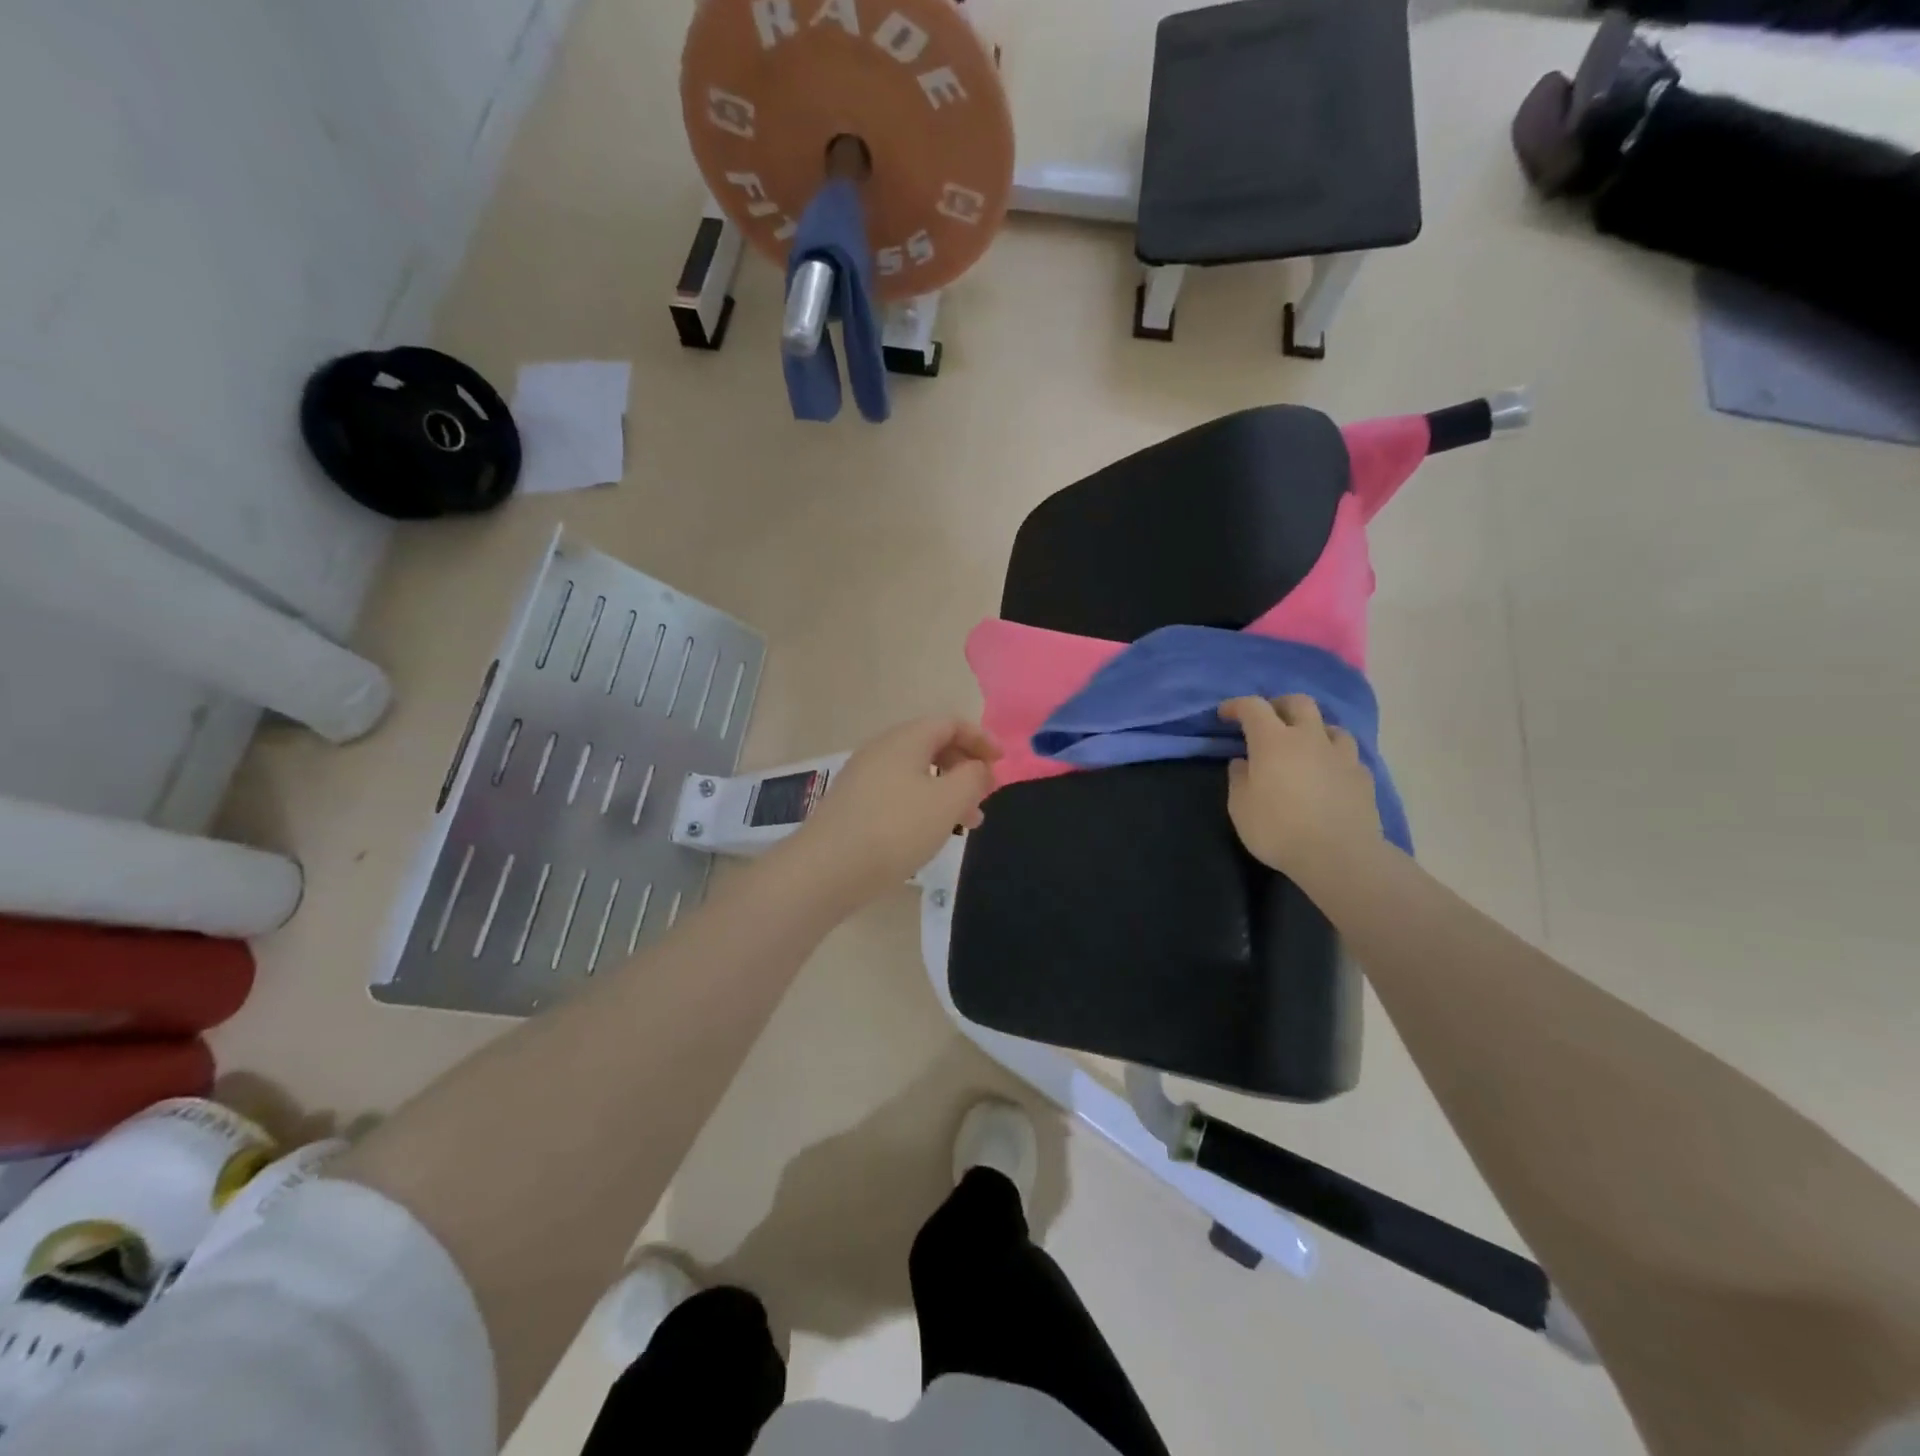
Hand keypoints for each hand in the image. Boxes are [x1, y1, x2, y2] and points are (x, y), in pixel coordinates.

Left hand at [793, 716, 1000, 906]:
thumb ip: (972, 777)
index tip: (1002, 763)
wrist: (827, 869)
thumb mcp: (948, 801)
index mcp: (905, 739)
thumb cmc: (895, 829)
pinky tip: (931, 833)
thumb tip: (977, 766)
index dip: (981, 738)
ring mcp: (864, 777)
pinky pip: (899, 792)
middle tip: (986, 795)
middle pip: (933, 745)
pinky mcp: (854, 804)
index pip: (950, 723)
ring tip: (969, 823)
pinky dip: (924, 804)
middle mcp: (882, 749)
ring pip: (917, 773)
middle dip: (965, 767)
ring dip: (948, 790)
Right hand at [1219, 695, 1382, 885]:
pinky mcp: (1363, 776)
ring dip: (1313, 729)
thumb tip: (1242, 762)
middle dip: (1279, 705)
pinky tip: (1329, 773)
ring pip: (1330, 726)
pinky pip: (1347, 755)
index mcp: (1273, 741)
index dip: (1236, 705)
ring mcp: (1341, 755)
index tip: (1225, 715)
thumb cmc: (1279, 829)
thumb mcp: (1240, 807)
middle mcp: (1309, 738)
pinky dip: (1333, 757)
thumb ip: (1239, 779)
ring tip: (1304, 746)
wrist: (1340, 856)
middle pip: (1298, 702)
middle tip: (1268, 720)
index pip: (1253, 707)